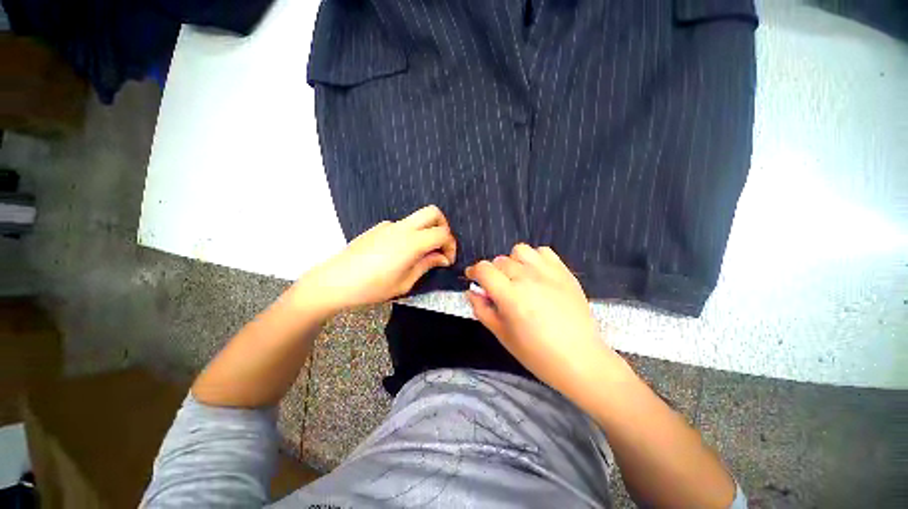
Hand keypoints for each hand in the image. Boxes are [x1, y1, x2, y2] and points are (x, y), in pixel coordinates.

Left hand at [295, 205, 456, 313]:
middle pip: (433, 212)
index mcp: (411, 242)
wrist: (334, 281)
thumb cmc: (372, 287)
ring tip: (419, 255)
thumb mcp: (405, 282)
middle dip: (443, 227)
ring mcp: (388, 225)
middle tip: (440, 247)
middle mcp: (402, 227)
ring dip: (426, 231)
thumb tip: (442, 258)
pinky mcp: (378, 228)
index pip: (443, 233)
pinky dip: (410, 235)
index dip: (451, 246)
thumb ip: (426, 265)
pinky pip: (402, 225)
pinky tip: (400, 254)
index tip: (447, 261)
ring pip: (417, 218)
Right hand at [465, 244, 617, 398]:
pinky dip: (534, 258)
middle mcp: (527, 278)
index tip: (473, 278)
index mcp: (510, 296)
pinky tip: (536, 274)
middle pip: (500, 261)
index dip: (474, 271)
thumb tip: (471, 292)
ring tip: (517, 277)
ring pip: (519, 251)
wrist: (579, 358)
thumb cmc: (536, 353)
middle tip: (498, 289)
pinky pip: (543, 252)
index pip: (484, 269)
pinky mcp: (564, 272)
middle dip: (493, 273)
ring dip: (512, 261)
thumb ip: (482, 310)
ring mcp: (548, 272)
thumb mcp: (502, 335)